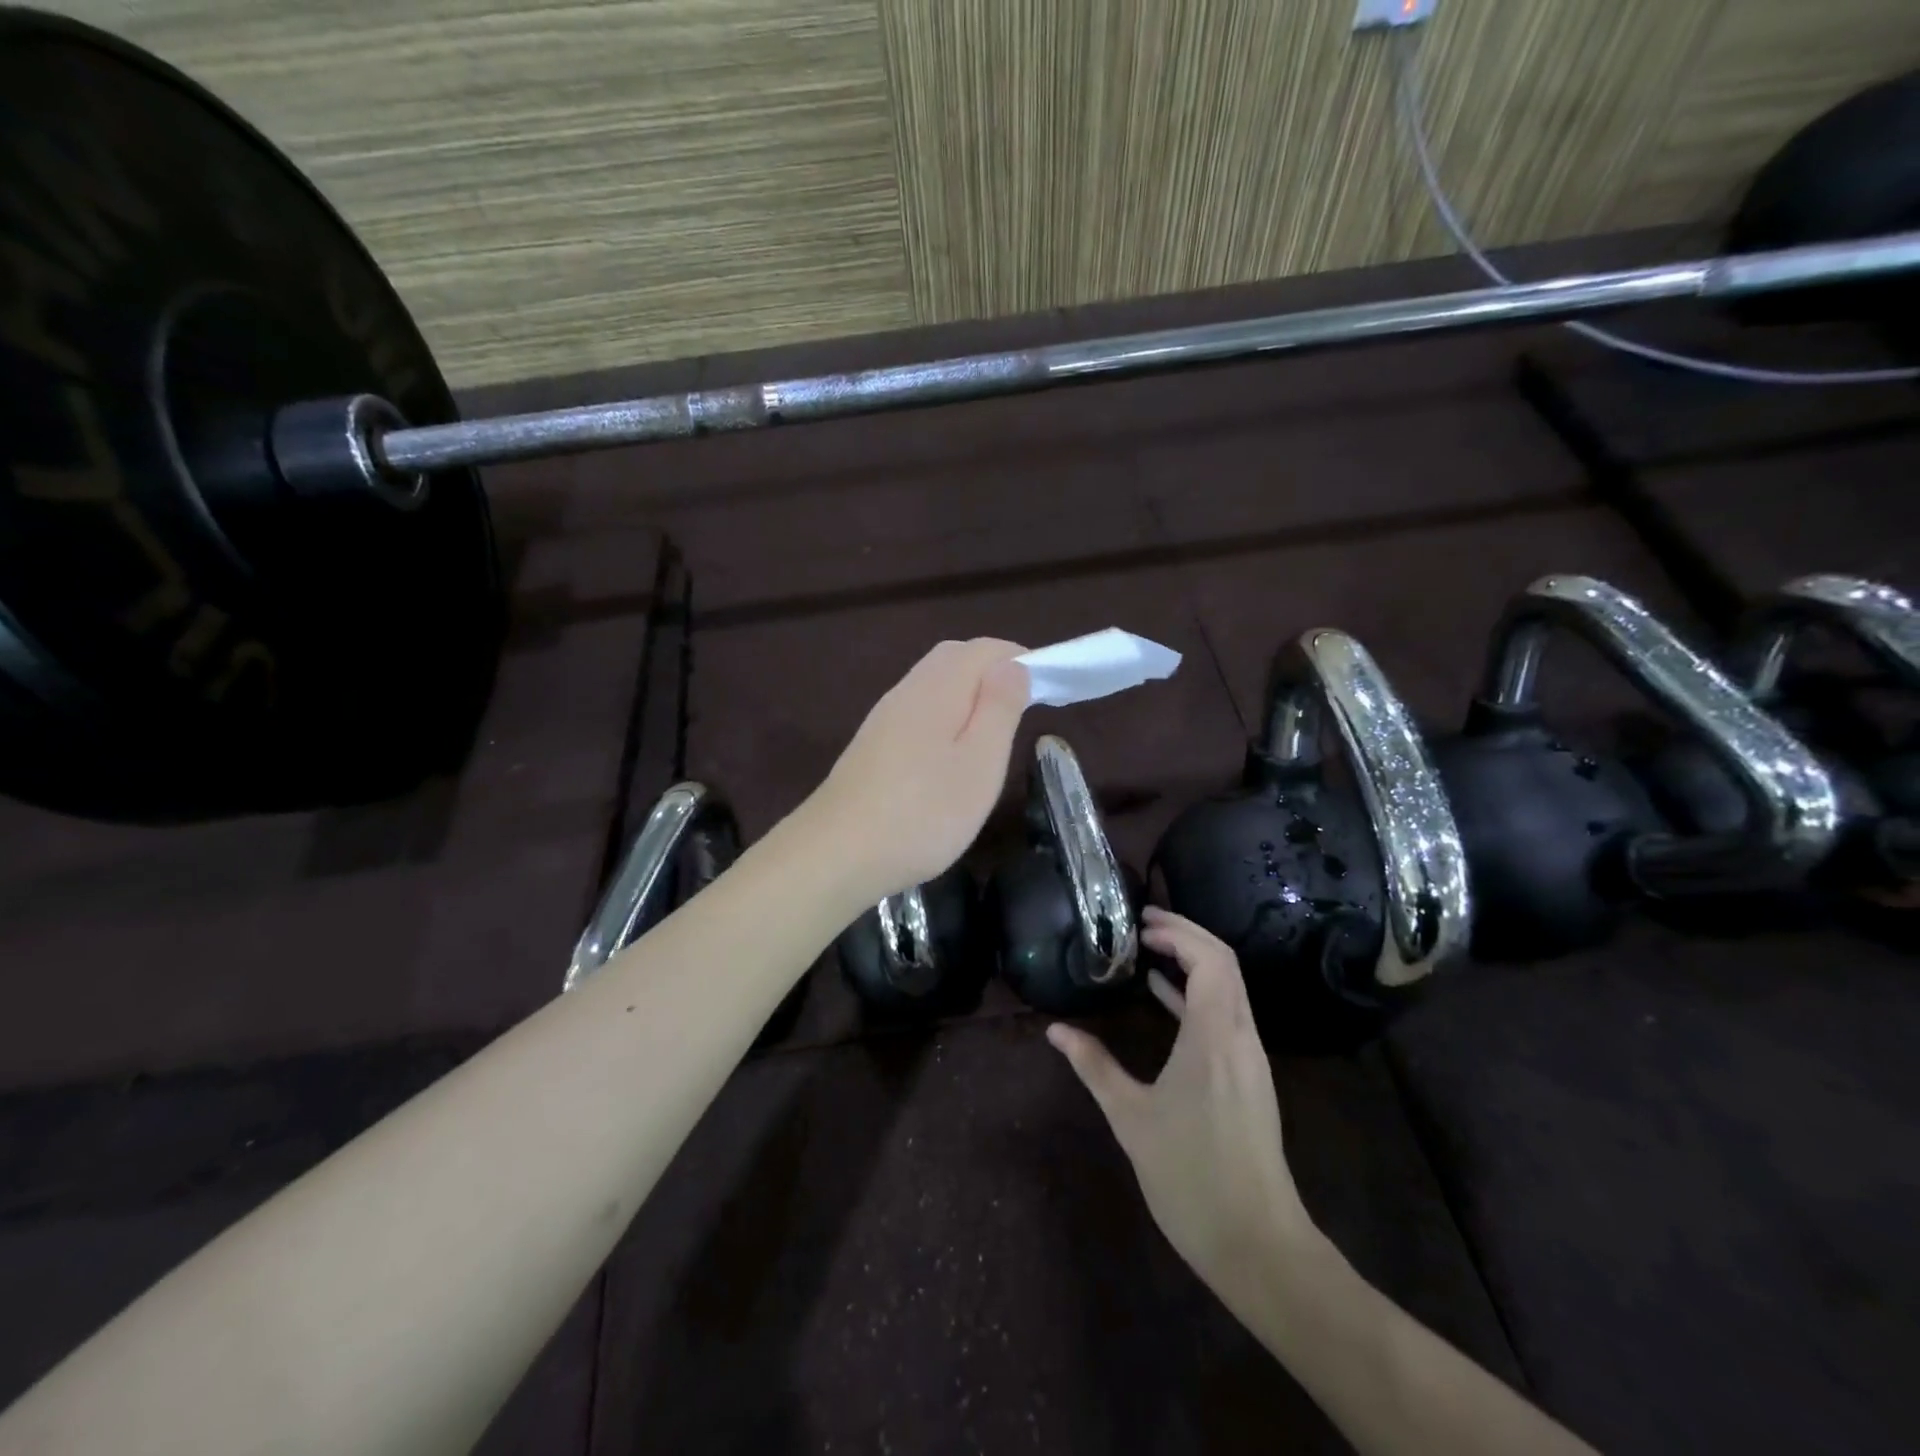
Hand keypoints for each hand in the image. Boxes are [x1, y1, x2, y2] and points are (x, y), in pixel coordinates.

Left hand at [809, 638, 1029, 903]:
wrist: (837, 853)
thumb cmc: (923, 812)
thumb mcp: (980, 763)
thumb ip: (999, 708)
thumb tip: (1012, 664)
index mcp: (938, 688)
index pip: (984, 649)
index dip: (1020, 659)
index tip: (1048, 690)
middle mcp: (907, 690)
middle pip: (954, 658)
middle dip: (992, 671)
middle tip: (1022, 708)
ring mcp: (883, 717)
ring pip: (933, 684)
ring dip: (967, 694)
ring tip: (991, 733)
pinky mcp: (872, 744)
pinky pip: (916, 709)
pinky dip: (944, 715)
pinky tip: (949, 754)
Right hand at [1048, 908, 1316, 1287]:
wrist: (1258, 1245)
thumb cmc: (1191, 1177)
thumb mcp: (1131, 1117)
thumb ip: (1093, 1066)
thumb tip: (1055, 1030)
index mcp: (1214, 1036)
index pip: (1210, 959)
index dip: (1179, 931)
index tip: (1140, 922)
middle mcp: (1239, 1036)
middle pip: (1225, 963)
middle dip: (1187, 934)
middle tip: (1143, 923)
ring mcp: (1249, 1058)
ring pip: (1229, 988)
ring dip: (1194, 961)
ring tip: (1149, 949)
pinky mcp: (1249, 1078)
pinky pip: (1226, 1015)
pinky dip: (1197, 994)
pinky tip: (1163, 996)